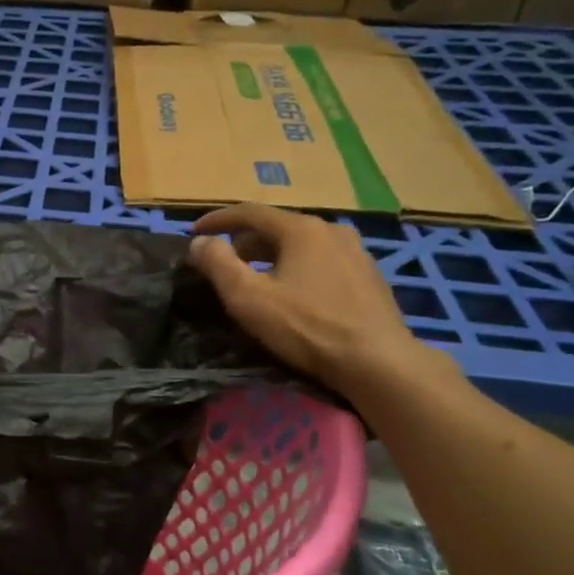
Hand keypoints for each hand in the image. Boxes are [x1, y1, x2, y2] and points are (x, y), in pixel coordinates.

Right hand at [189, 204, 435, 394]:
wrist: (379, 362)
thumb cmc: (307, 327)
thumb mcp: (249, 298)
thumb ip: (218, 264)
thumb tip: (200, 242)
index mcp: (301, 229)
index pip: (250, 212)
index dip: (218, 220)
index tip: (194, 232)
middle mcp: (331, 230)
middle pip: (277, 227)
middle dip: (245, 242)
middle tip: (224, 263)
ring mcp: (356, 252)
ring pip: (302, 245)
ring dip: (273, 256)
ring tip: (257, 278)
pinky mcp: (369, 277)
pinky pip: (323, 262)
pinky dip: (299, 268)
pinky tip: (294, 294)